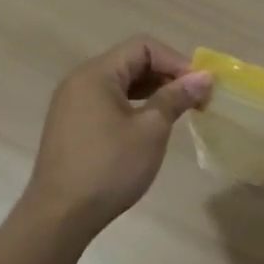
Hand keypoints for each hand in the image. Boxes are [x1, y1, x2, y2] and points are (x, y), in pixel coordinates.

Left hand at [18, 37, 211, 235]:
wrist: (60, 217)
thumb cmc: (109, 168)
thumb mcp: (151, 130)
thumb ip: (176, 98)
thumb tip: (203, 77)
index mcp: (96, 74)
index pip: (143, 47)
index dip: (176, 60)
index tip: (200, 85)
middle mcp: (80, 81)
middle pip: (131, 61)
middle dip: (166, 74)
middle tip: (195, 98)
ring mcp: (73, 104)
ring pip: (121, 82)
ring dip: (152, 90)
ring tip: (178, 110)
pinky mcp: (72, 125)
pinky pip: (109, 101)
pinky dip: (135, 105)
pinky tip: (151, 125)